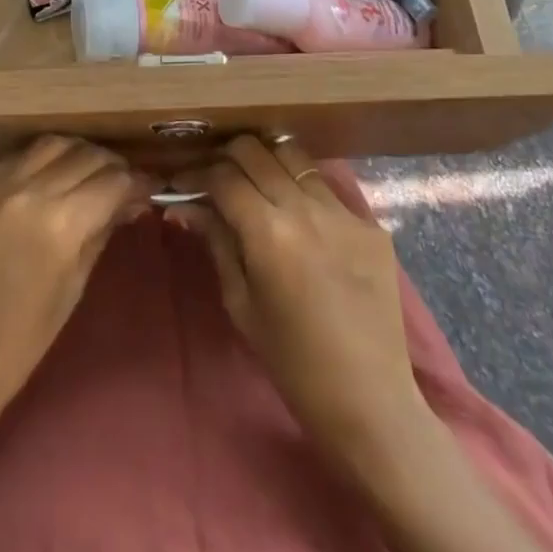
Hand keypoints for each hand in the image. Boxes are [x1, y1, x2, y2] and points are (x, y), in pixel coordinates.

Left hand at [0, 137, 149, 425]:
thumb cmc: (21, 343)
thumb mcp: (74, 287)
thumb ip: (101, 232)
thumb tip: (129, 200)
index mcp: (60, 224)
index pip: (113, 180)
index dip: (137, 183)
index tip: (148, 189)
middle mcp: (26, 190)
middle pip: (84, 155)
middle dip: (111, 166)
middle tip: (120, 182)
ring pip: (49, 145)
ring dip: (76, 154)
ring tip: (86, 172)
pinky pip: (13, 160)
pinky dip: (37, 164)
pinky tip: (43, 181)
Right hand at [171, 137, 417, 451]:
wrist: (370, 401)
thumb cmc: (293, 362)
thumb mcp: (241, 304)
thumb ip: (217, 243)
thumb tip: (187, 206)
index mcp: (268, 232)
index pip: (223, 176)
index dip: (196, 174)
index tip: (182, 183)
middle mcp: (305, 208)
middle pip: (255, 150)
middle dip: (227, 157)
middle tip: (216, 177)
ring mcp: (343, 211)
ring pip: (293, 155)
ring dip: (267, 161)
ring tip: (256, 181)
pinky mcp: (370, 223)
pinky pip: (326, 188)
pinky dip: (303, 190)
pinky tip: (299, 217)